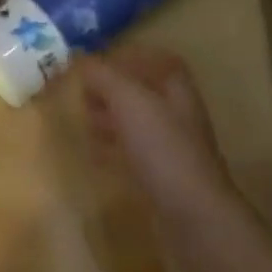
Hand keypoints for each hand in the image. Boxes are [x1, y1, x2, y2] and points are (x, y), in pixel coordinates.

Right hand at [75, 48, 239, 216]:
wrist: (191, 214)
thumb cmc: (162, 148)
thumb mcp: (129, 100)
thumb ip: (104, 75)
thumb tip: (80, 59)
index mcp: (176, 89)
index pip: (158, 60)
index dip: (130, 57)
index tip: (97, 62)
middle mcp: (177, 113)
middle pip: (144, 91)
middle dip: (112, 89)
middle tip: (82, 92)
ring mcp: (171, 147)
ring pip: (137, 122)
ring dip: (110, 117)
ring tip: (83, 119)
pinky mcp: (161, 176)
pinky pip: (133, 152)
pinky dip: (112, 147)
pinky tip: (95, 153)